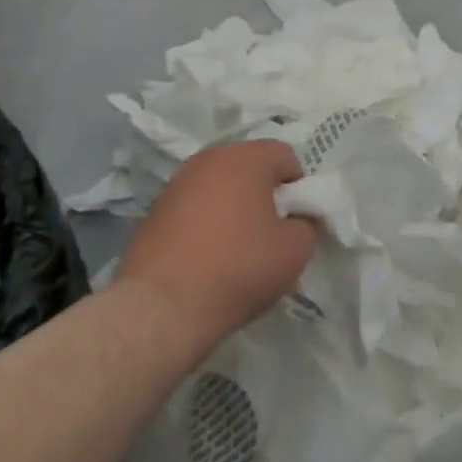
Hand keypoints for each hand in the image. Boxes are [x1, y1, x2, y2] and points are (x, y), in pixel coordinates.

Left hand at [116, 140, 314, 353]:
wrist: (162, 306)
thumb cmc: (238, 268)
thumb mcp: (294, 251)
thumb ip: (307, 224)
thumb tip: (297, 219)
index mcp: (246, 158)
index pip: (285, 155)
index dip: (298, 186)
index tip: (296, 219)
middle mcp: (210, 158)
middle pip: (249, 166)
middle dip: (264, 193)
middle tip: (271, 232)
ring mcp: (177, 183)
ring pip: (219, 186)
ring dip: (233, 206)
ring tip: (237, 247)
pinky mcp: (155, 210)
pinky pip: (194, 207)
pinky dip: (206, 222)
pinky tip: (207, 257)